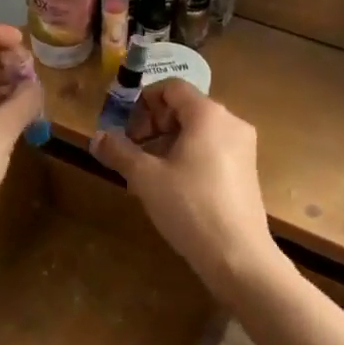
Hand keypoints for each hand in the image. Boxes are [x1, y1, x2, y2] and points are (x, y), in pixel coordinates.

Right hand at [90, 81, 278, 293]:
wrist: (238, 256)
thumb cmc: (190, 206)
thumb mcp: (145, 177)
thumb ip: (119, 151)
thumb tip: (96, 138)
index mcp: (209, 114)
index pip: (171, 88)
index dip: (143, 103)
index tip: (127, 130)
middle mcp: (231, 122)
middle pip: (184, 108)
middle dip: (153, 125)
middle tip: (134, 153)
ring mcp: (243, 147)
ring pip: (197, 131)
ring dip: (167, 143)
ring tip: (148, 174)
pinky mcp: (247, 171)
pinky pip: (211, 149)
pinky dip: (188, 157)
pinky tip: (172, 188)